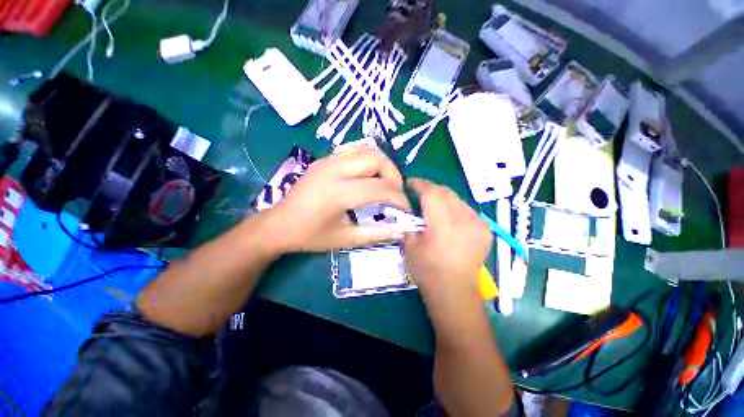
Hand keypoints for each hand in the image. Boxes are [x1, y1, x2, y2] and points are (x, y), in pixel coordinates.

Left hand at [268, 144, 410, 251]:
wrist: (279, 224)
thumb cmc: (310, 235)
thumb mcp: (345, 239)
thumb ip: (376, 234)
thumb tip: (401, 232)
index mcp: (339, 192)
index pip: (381, 188)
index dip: (400, 199)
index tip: (406, 211)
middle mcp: (335, 169)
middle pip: (378, 159)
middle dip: (394, 176)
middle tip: (394, 194)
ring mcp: (328, 160)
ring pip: (367, 149)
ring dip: (382, 165)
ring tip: (383, 184)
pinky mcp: (325, 158)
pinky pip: (354, 149)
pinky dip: (368, 160)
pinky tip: (366, 176)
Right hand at [403, 179, 491, 308]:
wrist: (454, 291)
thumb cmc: (427, 270)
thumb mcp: (409, 245)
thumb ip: (408, 221)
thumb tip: (408, 204)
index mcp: (443, 226)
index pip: (432, 193)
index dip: (419, 184)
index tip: (409, 183)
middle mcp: (464, 221)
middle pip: (446, 192)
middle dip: (430, 188)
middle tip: (418, 192)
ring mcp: (478, 224)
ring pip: (457, 198)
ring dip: (442, 197)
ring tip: (432, 205)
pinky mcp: (485, 229)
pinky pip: (466, 208)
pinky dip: (454, 207)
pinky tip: (447, 216)